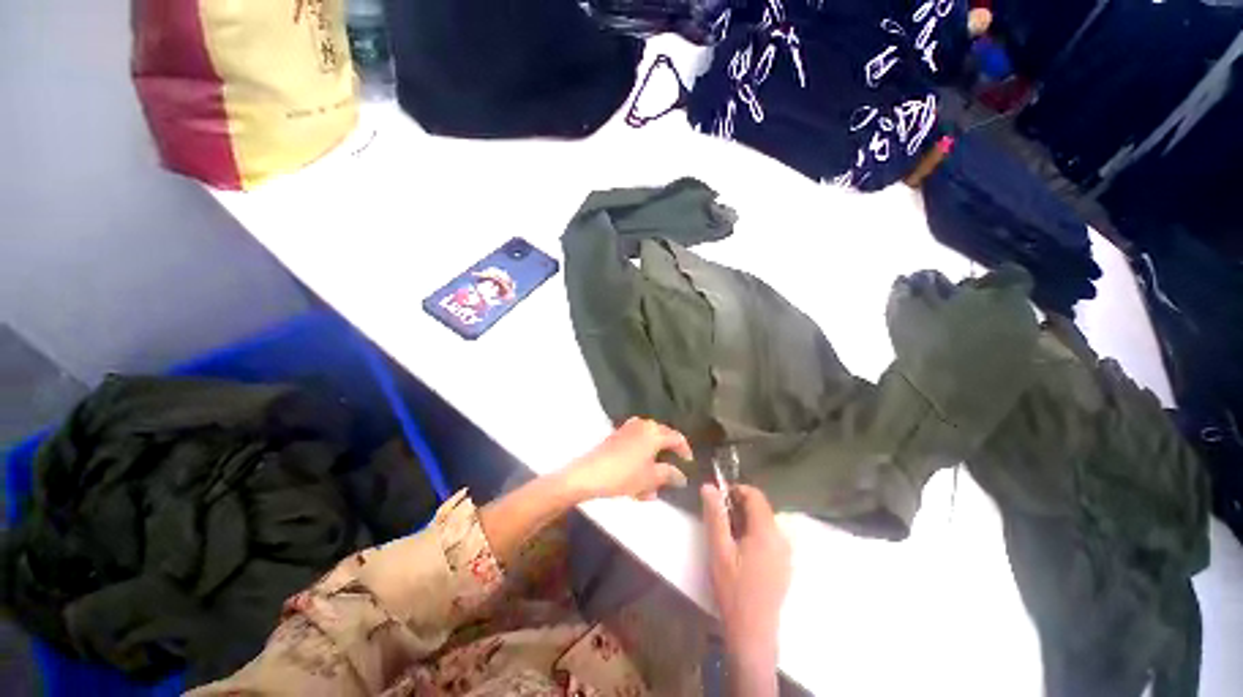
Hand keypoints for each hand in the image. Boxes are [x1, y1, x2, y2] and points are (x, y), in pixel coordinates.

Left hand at [560, 418, 690, 501]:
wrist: (589, 474)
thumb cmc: (625, 474)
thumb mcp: (651, 477)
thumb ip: (670, 474)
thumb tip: (681, 476)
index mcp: (654, 431)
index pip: (676, 437)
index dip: (685, 450)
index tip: (689, 463)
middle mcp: (642, 425)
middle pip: (661, 440)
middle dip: (666, 459)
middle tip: (671, 476)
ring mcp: (627, 429)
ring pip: (646, 446)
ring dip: (651, 464)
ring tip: (650, 488)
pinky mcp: (616, 436)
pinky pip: (634, 447)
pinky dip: (639, 461)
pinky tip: (636, 481)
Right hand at [702, 484, 790, 666]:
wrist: (753, 634)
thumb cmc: (733, 590)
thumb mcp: (719, 550)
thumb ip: (715, 516)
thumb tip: (709, 486)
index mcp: (767, 532)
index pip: (755, 495)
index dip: (736, 490)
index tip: (718, 499)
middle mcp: (782, 538)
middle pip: (761, 508)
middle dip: (738, 507)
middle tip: (718, 521)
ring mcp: (785, 553)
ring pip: (764, 523)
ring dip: (745, 521)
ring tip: (726, 537)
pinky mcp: (784, 565)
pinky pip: (769, 538)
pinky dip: (753, 534)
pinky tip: (740, 552)